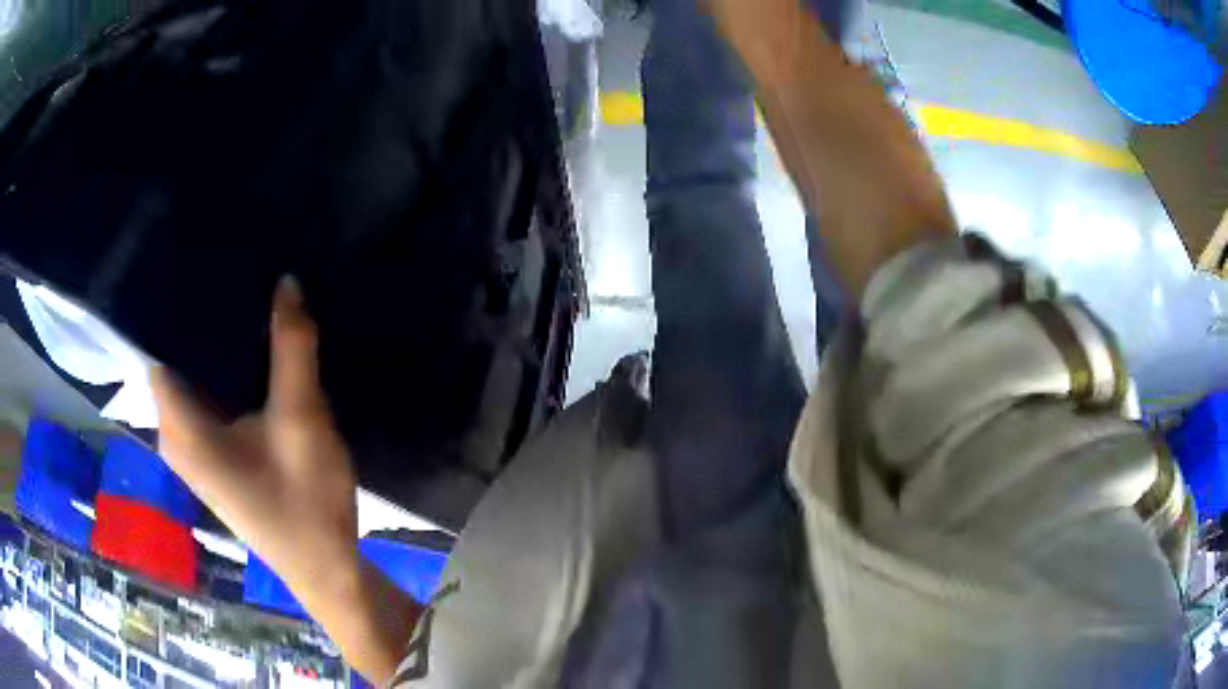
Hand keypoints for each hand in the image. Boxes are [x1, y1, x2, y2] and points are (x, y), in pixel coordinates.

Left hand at [152, 278, 420, 683]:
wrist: (327, 570)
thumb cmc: (305, 503)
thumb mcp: (301, 420)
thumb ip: (291, 347)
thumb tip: (286, 280)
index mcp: (180, 427)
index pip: (155, 345)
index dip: (168, 300)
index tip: (194, 253)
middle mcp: (175, 435)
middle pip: (173, 359)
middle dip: (196, 315)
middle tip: (227, 263)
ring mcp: (194, 449)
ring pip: (192, 378)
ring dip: (213, 343)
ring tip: (241, 292)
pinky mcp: (214, 457)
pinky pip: (207, 397)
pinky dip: (223, 370)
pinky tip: (250, 347)